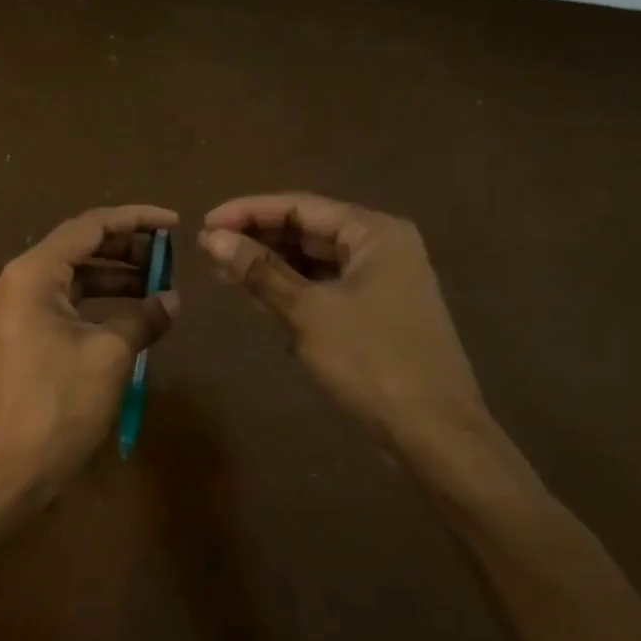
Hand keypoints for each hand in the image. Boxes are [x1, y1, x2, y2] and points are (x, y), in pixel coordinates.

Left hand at [0, 205, 179, 532]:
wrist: (0, 476)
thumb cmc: (55, 408)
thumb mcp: (109, 357)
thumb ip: (144, 319)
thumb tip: (173, 300)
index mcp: (33, 273)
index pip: (90, 226)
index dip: (136, 220)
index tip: (175, 224)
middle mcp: (19, 281)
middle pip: (80, 247)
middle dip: (127, 249)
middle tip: (170, 258)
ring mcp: (16, 311)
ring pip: (73, 277)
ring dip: (115, 277)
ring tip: (158, 287)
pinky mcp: (21, 337)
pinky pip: (65, 304)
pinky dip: (98, 304)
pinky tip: (130, 316)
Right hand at [199, 193, 488, 461]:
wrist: (436, 435)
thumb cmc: (372, 361)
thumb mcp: (308, 311)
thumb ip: (260, 270)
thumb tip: (213, 238)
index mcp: (375, 232)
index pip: (299, 206)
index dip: (248, 212)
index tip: (204, 223)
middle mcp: (382, 247)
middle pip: (308, 230)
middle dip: (258, 239)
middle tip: (208, 250)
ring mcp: (383, 281)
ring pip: (315, 261)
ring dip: (271, 266)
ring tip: (223, 272)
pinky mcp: (377, 313)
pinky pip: (326, 288)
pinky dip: (293, 290)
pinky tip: (258, 299)